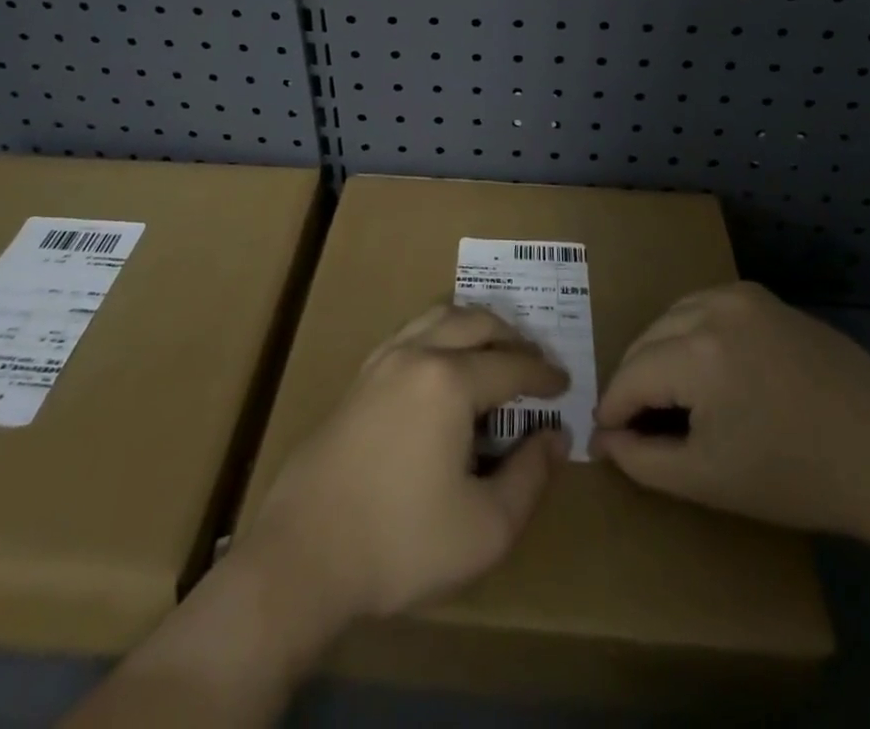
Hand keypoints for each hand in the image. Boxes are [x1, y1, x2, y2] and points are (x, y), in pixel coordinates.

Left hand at [243, 304, 568, 624]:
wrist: (304, 553)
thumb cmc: (401, 543)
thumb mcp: (485, 527)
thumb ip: (530, 477)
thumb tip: (555, 437)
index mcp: (450, 382)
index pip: (511, 365)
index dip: (543, 375)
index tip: (564, 384)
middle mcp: (417, 354)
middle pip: (475, 323)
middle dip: (512, 337)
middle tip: (534, 362)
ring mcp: (382, 361)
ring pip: (438, 317)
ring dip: (473, 326)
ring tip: (493, 350)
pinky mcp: (359, 377)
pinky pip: (410, 332)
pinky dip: (439, 333)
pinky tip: (443, 364)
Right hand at [590, 282, 869, 544]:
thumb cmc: (799, 477)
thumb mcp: (710, 481)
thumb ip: (644, 460)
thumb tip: (604, 438)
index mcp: (698, 352)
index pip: (631, 374)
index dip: (613, 408)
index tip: (604, 435)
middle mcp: (713, 308)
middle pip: (648, 340)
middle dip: (635, 380)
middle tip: (636, 422)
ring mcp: (742, 296)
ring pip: (672, 316)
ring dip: (660, 352)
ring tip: (669, 396)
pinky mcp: (765, 298)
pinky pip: (705, 307)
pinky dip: (690, 333)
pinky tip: (706, 368)